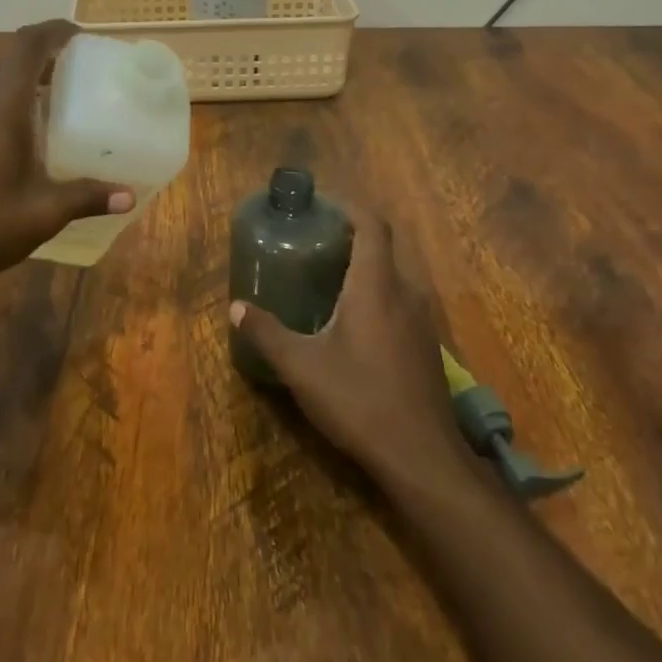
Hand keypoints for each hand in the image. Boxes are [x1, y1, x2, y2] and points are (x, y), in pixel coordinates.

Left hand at [0, 21, 132, 292]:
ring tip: (61, 101)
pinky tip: (27, 138)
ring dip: (26, 80)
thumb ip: (86, 197)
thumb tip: (129, 196)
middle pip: (11, 59)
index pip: (27, 45)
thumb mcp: (41, 213)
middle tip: (82, 72)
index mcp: (1, 106)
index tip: (83, 36)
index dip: (55, 31)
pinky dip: (9, 103)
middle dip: (46, 55)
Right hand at [229, 206, 468, 486]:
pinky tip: (353, 325)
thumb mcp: (301, 367)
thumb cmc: (359, 399)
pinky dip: (377, 297)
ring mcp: (422, 321)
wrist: (421, 456)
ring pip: (393, 278)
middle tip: (313, 245)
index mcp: (375, 286)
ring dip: (364, 271)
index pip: (372, 225)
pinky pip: (400, 304)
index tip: (323, 206)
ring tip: (328, 281)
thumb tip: (235, 308)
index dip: (350, 207)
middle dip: (350, 240)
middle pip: (382, 249)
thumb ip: (267, 333)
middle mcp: (405, 293)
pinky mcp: (427, 347)